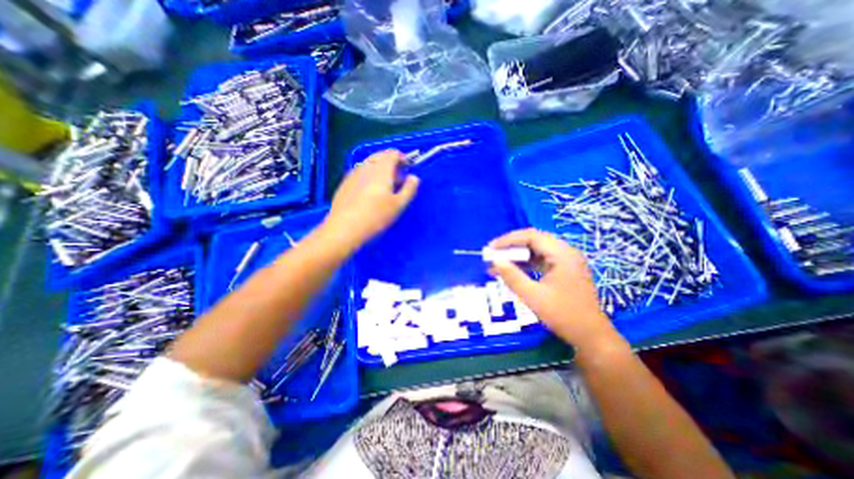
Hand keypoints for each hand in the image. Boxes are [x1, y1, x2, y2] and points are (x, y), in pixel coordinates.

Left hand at [323, 150, 418, 249]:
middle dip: (391, 163)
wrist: (345, 228)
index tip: (408, 169)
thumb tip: (414, 177)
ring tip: (385, 186)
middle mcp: (366, 166)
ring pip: (369, 164)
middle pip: (380, 156)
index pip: (393, 153)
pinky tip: (369, 192)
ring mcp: (353, 174)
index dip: (403, 158)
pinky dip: (369, 176)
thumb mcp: (399, 204)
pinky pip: (360, 173)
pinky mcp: (345, 183)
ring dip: (380, 169)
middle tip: (398, 178)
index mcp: (381, 169)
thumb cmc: (376, 216)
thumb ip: (409, 189)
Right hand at [491, 229, 616, 347]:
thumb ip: (512, 277)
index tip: (491, 248)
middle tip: (492, 254)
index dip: (508, 240)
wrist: (591, 337)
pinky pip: (540, 261)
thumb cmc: (563, 316)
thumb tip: (495, 261)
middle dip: (511, 246)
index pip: (531, 236)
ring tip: (497, 264)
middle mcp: (565, 253)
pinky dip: (525, 264)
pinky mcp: (563, 271)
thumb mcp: (533, 296)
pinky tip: (511, 271)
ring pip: (536, 251)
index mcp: (562, 254)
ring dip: (517, 256)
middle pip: (534, 241)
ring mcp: (566, 262)